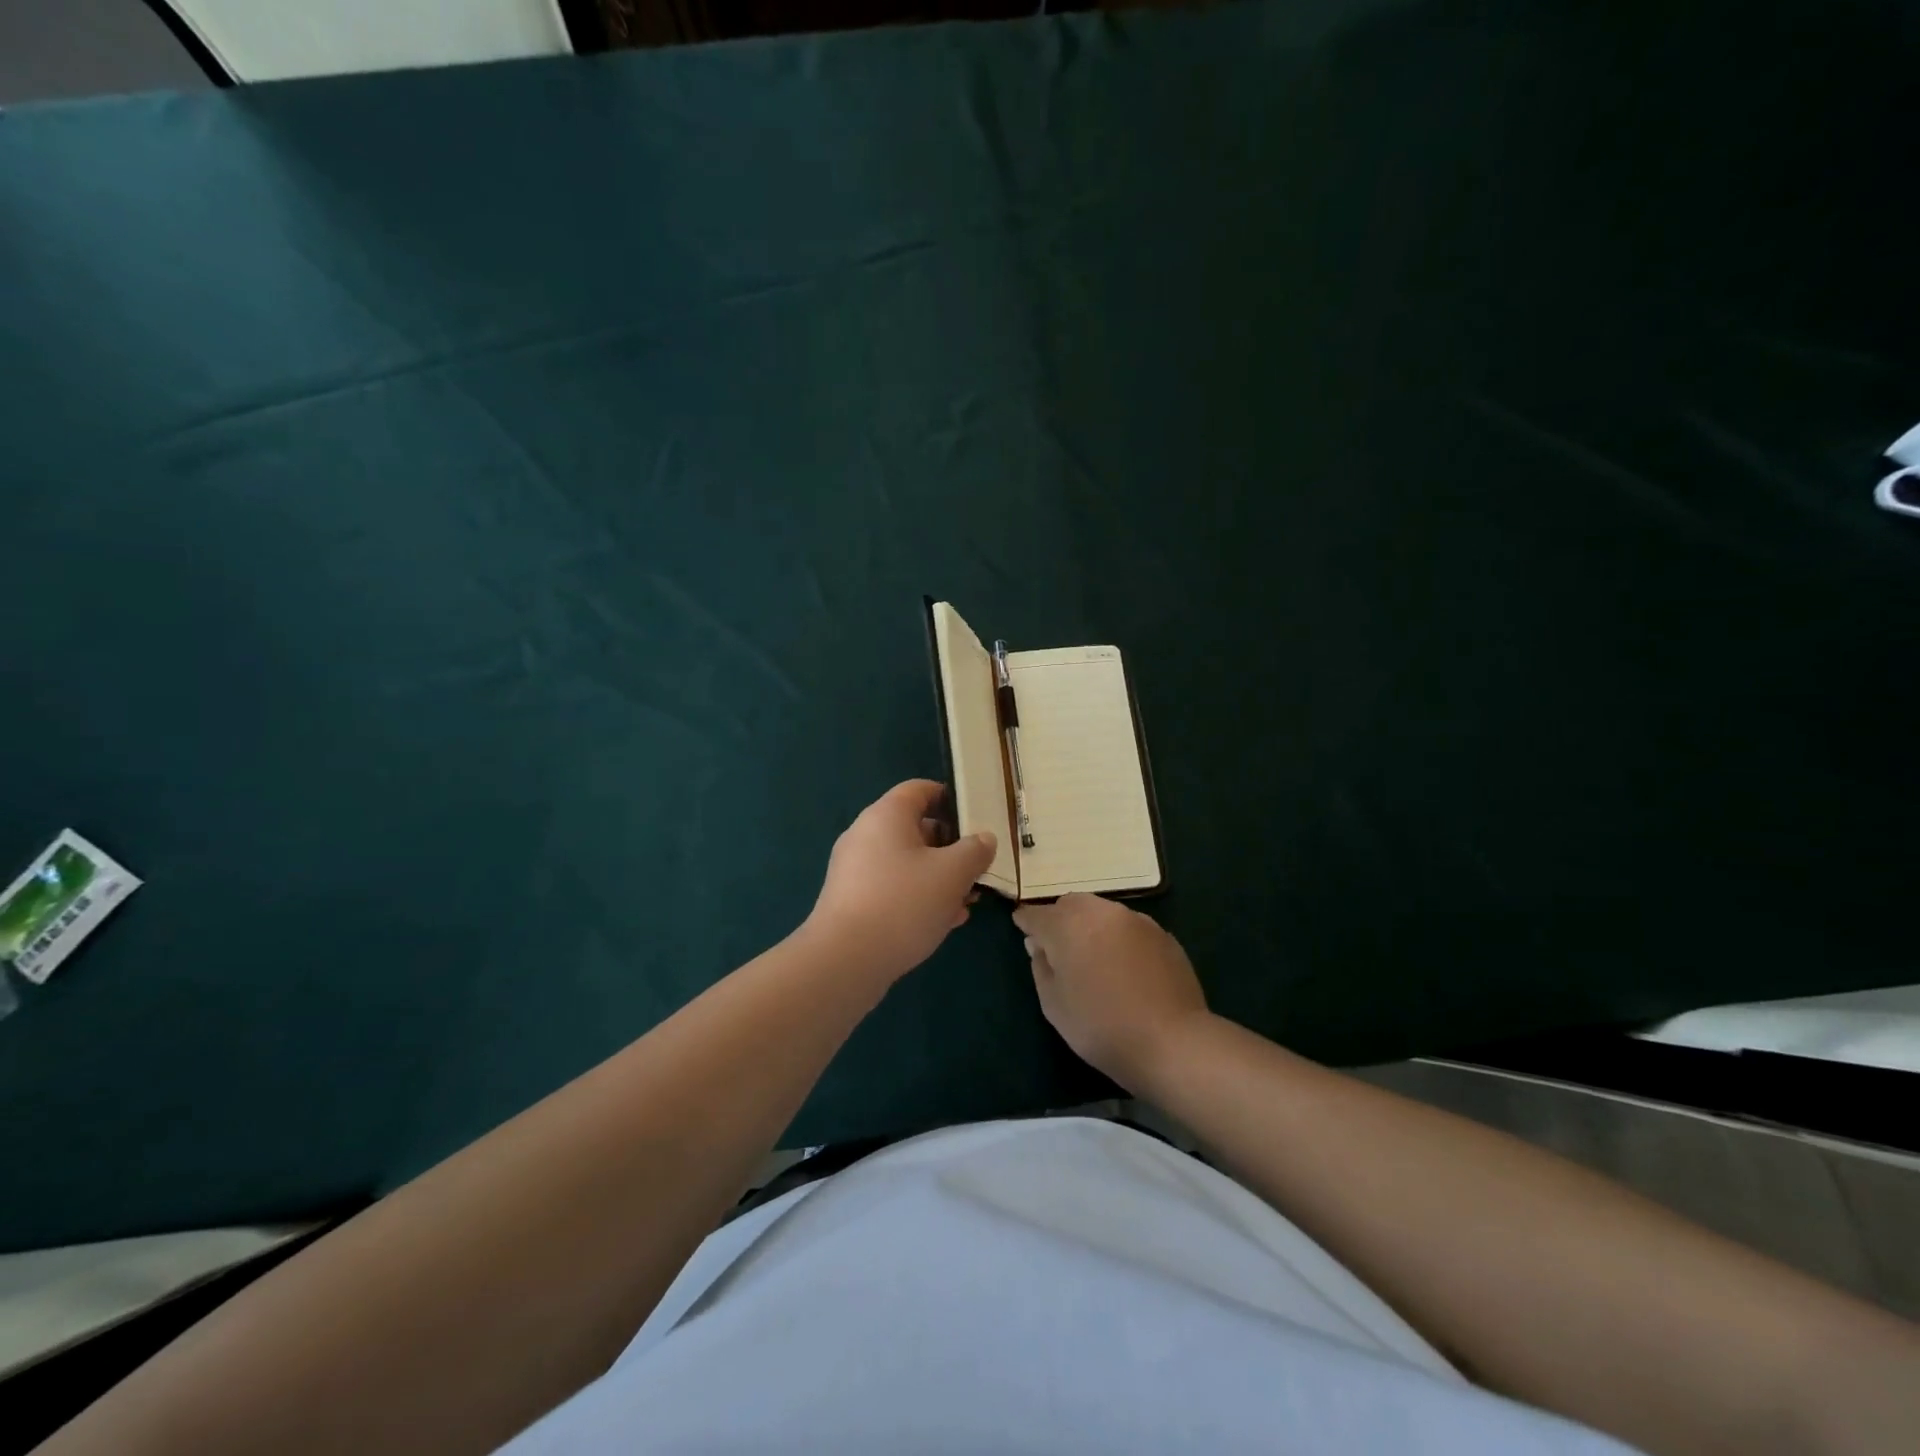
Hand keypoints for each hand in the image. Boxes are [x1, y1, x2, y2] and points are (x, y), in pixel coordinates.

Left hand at [805, 780, 997, 984]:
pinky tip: (943, 922)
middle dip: (951, 847)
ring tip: (967, 901)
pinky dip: (918, 897)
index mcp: (887, 815)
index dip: (951, 798)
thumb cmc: (903, 903)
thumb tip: (983, 839)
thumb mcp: (952, 874)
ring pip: (906, 862)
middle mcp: (866, 834)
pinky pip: (892, 887)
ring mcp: (855, 869)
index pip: (920, 789)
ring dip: (938, 877)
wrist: (845, 960)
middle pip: (915, 828)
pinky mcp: (851, 900)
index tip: (977, 819)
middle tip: (978, 868)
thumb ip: (974, 851)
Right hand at [1012, 893, 1208, 1091]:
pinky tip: (1123, 966)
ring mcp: (1136, 919)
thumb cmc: (1101, 1027)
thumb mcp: (1054, 1005)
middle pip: (1071, 905)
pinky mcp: (1162, 934)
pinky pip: (1129, 927)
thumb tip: (1039, 945)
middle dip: (1060, 920)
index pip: (1037, 914)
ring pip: (1102, 912)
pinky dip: (1118, 938)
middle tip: (1058, 947)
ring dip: (1090, 926)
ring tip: (1092, 955)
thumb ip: (1041, 967)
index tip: (1021, 928)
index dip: (1026, 921)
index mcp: (1068, 925)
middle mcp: (1101, 912)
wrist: (1172, 1042)